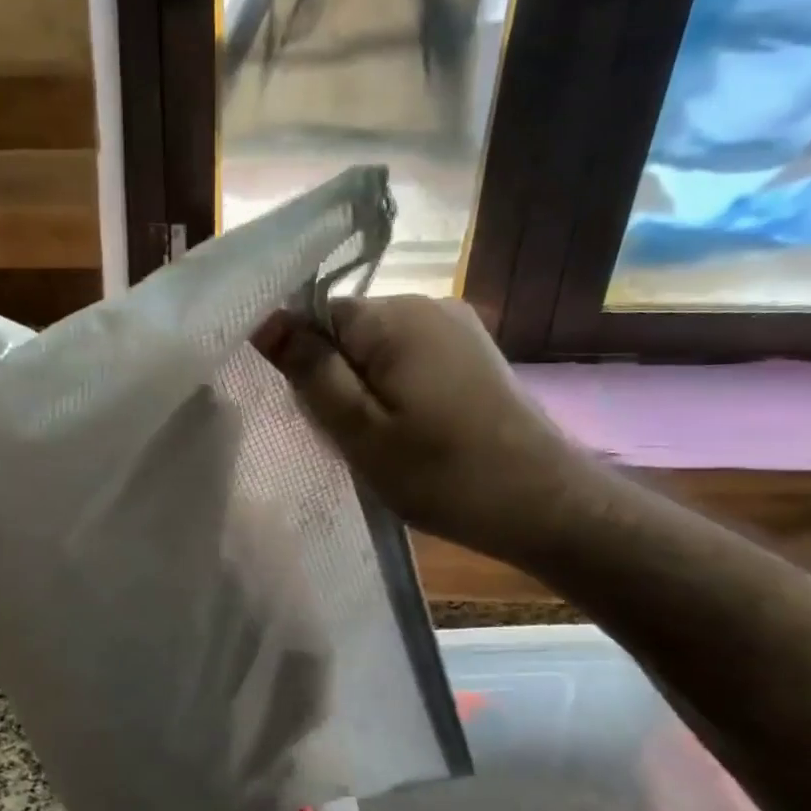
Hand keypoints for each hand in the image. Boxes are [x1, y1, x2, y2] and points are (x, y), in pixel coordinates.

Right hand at [256, 295, 596, 554]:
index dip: (305, 362)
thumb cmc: (443, 473)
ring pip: (379, 348)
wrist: (545, 504)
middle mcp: (428, 305)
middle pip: (349, 331)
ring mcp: (457, 327)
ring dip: (368, 388)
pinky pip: (412, 358)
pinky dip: (398, 390)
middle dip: (337, 378)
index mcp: (395, 317)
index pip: (317, 316)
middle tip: (349, 437)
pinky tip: (414, 431)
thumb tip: (265, 320)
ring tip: (384, 440)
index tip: (315, 412)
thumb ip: (310, 370)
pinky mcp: (474, 353)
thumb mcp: (360, 430)